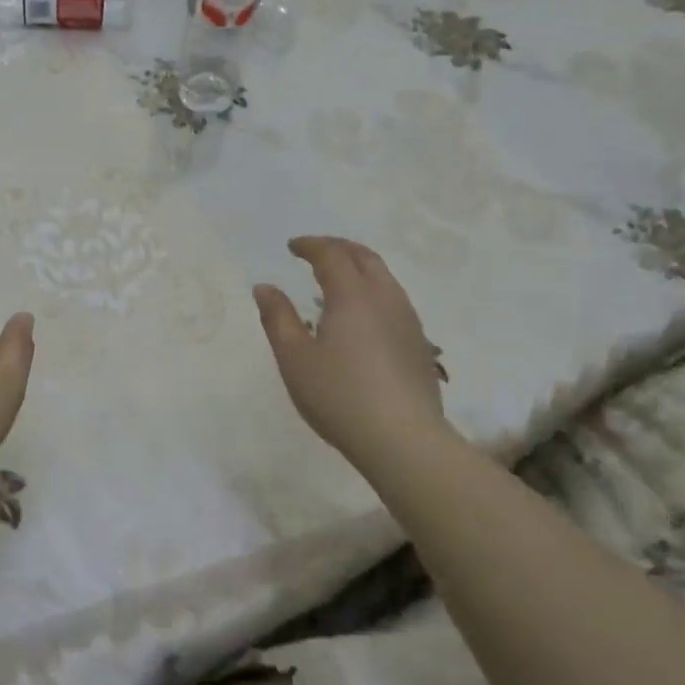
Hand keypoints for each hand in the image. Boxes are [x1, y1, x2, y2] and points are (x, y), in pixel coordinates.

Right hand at [254, 236, 452, 471]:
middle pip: (365, 258)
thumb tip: (264, 287)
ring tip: (336, 281)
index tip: (292, 247)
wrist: (403, 438)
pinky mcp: (419, 344)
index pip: (332, 255)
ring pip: (384, 278)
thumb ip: (277, 318)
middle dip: (338, 248)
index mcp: (353, 295)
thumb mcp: (294, 358)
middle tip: (315, 252)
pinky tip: (361, 317)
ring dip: (359, 268)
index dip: (311, 246)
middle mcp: (385, 298)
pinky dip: (372, 291)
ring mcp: (408, 321)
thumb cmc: (339, 395)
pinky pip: (393, 300)